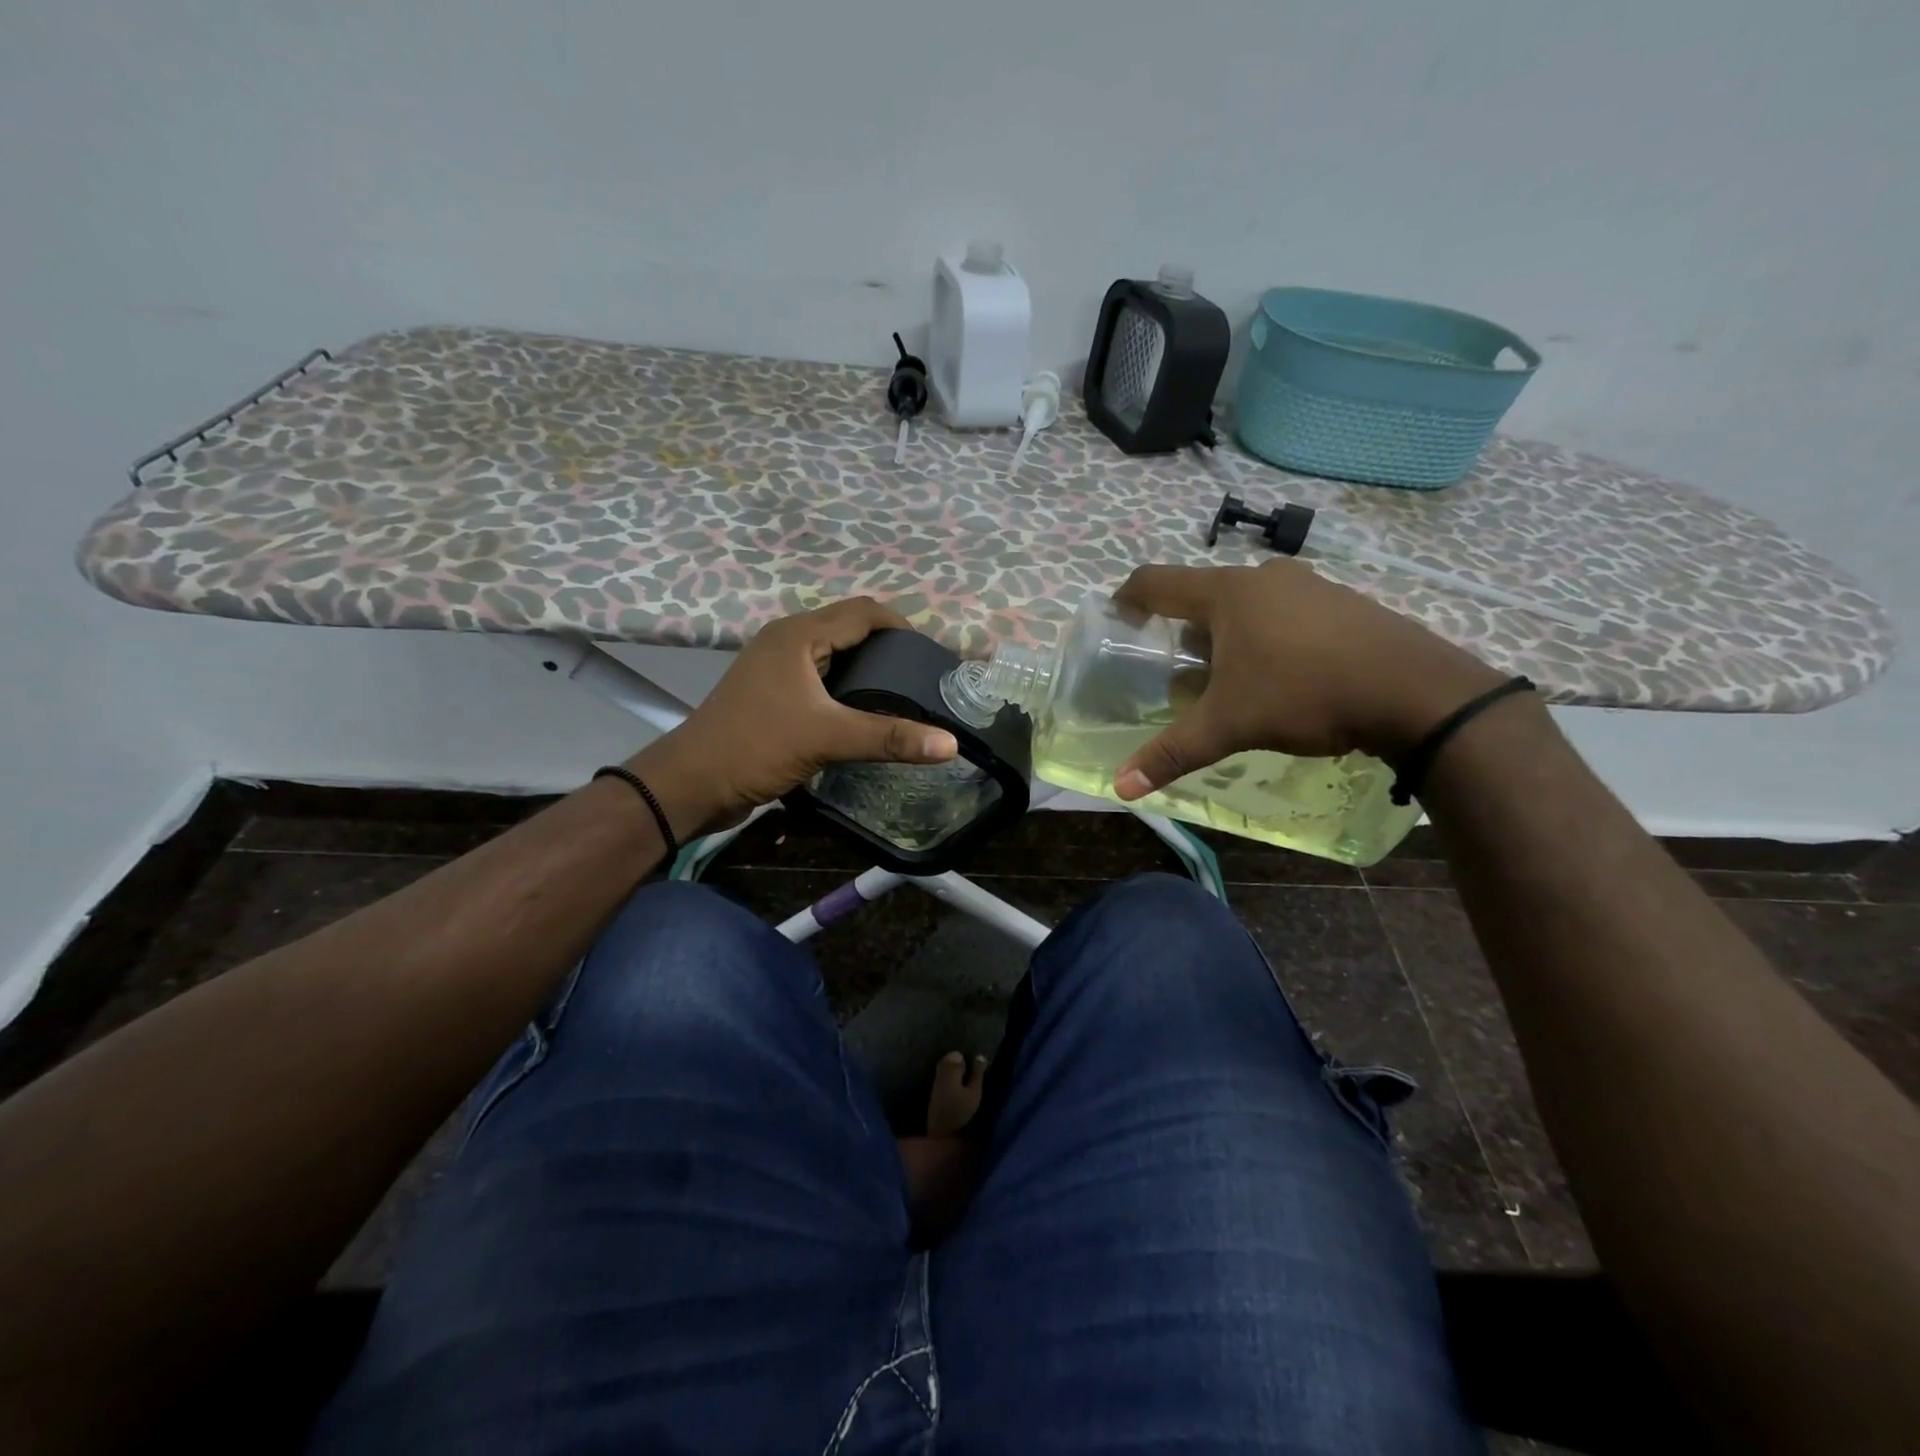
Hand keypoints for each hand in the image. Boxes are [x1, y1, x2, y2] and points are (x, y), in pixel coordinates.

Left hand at [625, 597, 958, 838]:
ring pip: (833, 654)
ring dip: (866, 667)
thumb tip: (950, 744)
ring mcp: (775, 667)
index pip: (863, 611)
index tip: (933, 655)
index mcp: (798, 635)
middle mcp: (786, 641)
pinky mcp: (770, 693)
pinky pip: (819, 677)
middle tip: (923, 677)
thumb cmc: (756, 747)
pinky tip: (864, 712)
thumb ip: (889, 737)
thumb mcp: (827, 738)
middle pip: (848, 628)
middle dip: (887, 647)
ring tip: (902, 694)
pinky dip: (845, 686)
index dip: (902, 626)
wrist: (691, 783)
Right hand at [1111, 559, 1506, 799]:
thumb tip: (1121, 786)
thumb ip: (1173, 753)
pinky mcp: (1345, 604)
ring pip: (1249, 605)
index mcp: (1227, 593)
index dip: (1127, 598)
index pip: (1156, 582)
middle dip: (1184, 632)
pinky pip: (1287, 614)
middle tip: (1178, 672)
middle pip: (1204, 596)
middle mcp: (1265, 577)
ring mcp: (1311, 586)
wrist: (1417, 692)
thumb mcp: (1230, 726)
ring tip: (1230, 680)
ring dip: (1229, 636)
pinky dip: (1270, 637)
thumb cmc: (1304, 694)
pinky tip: (1283, 678)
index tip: (1116, 620)